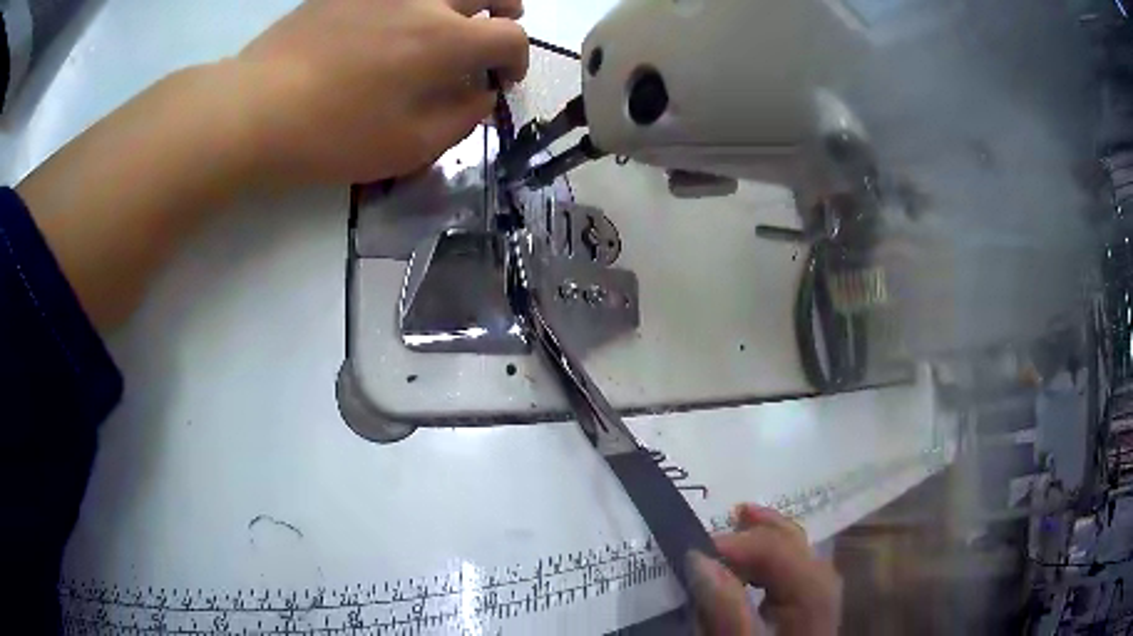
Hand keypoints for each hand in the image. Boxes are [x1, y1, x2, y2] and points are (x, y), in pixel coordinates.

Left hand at [236, 0, 528, 183]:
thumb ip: (460, 119)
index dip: (518, 60)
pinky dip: (416, 2)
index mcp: (446, 40)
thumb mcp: (407, 147)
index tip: (502, 80)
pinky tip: (398, 20)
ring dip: (464, 0)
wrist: (254, 108)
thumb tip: (482, 95)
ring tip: (453, 19)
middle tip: (495, 29)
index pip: (510, 37)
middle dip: (504, 11)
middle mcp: (424, 0)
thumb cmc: (332, 135)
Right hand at [688, 504, 841, 634]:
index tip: (690, 552)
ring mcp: (819, 586)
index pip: (773, 547)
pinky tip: (746, 565)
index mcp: (812, 588)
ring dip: (755, 540)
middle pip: (786, 539)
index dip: (732, 543)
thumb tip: (698, 558)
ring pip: (789, 547)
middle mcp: (821, 578)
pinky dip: (764, 559)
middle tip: (707, 530)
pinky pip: (789, 564)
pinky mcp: (812, 597)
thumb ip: (724, 605)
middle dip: (748, 530)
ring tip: (724, 536)